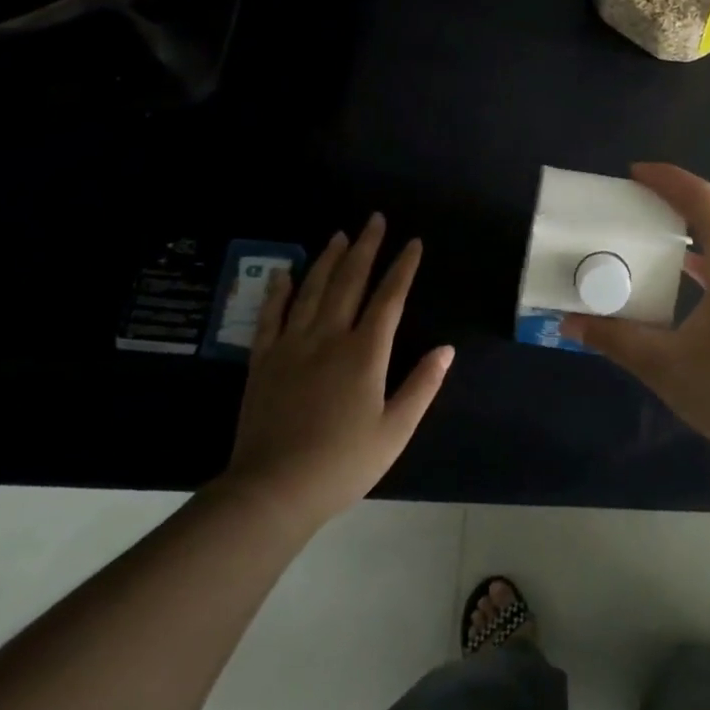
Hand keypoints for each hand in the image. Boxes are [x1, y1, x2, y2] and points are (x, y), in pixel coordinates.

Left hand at [222, 215, 452, 528]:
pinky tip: (286, 272)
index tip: (413, 243)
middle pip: (349, 281)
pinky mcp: (263, 361)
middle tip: (374, 219)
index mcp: (365, 353)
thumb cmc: (342, 463)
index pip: (389, 298)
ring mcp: (292, 346)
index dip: (403, 267)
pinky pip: (272, 316)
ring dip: (328, 259)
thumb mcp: (395, 431)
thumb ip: (422, 386)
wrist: (272, 490)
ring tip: (339, 235)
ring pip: (312, 290)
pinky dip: (280, 291)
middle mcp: (329, 337)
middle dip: (365, 247)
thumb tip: (446, 349)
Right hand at [561, 164, 709, 468]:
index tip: (634, 173)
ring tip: (656, 220)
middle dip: (681, 190)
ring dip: (695, 216)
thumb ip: (616, 340)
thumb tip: (570, 322)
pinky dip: (705, 246)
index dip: (670, 180)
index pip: (704, 201)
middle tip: (640, 191)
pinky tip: (681, 267)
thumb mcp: (665, 366)